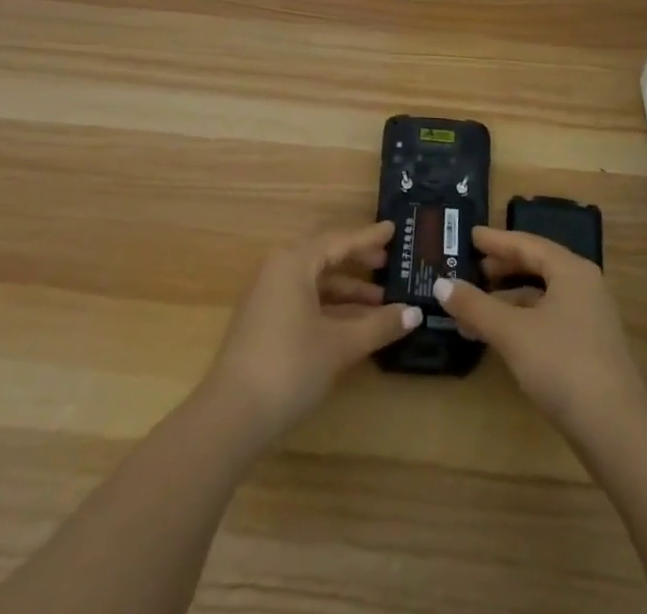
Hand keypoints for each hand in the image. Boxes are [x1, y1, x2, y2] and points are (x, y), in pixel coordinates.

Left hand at [204, 221, 422, 441]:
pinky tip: (353, 324)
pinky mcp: (264, 322)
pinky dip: (330, 307)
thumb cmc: (290, 366)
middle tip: (388, 262)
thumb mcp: (340, 345)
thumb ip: (379, 325)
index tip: (393, 230)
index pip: (339, 240)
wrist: (231, 417)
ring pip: (314, 282)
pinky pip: (304, 300)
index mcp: (294, 262)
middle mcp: (278, 270)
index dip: (368, 237)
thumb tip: (415, 313)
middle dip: (357, 260)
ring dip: (346, 290)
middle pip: (325, 256)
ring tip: (381, 301)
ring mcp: (268, 297)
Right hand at [434, 227, 646, 439]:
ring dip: (507, 301)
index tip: (470, 235)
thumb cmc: (562, 365)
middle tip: (470, 268)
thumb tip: (441, 284)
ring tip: (472, 309)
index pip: (528, 243)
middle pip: (537, 267)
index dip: (496, 240)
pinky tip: (499, 337)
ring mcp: (590, 319)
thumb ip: (475, 306)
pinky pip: (548, 320)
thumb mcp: (512, 332)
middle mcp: (584, 286)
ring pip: (541, 297)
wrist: (616, 432)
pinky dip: (521, 321)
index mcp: (571, 270)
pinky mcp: (589, 349)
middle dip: (501, 269)